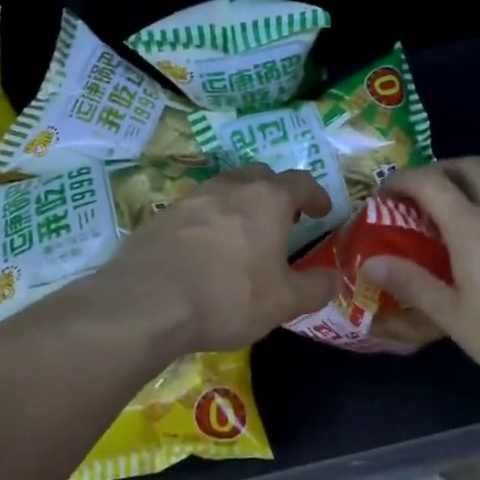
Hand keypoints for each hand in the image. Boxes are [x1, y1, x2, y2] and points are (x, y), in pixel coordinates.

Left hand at [98, 163, 338, 353]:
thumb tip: (334, 279)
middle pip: (260, 175)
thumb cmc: (227, 297)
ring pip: (224, 189)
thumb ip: (315, 288)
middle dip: (276, 192)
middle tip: (284, 218)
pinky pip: (195, 210)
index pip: (301, 182)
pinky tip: (205, 251)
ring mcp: (190, 198)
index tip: (322, 210)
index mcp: (267, 199)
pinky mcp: (160, 217)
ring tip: (244, 234)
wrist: (146, 304)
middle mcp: (229, 188)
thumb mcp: (283, 302)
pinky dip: (208, 222)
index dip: (316, 194)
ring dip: (240, 204)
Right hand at [362, 157, 479, 391]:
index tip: (389, 191)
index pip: (429, 182)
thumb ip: (412, 284)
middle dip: (444, 169)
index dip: (403, 179)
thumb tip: (371, 263)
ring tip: (476, 216)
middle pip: (471, 166)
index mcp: (472, 226)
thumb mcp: (454, 317)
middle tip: (430, 192)